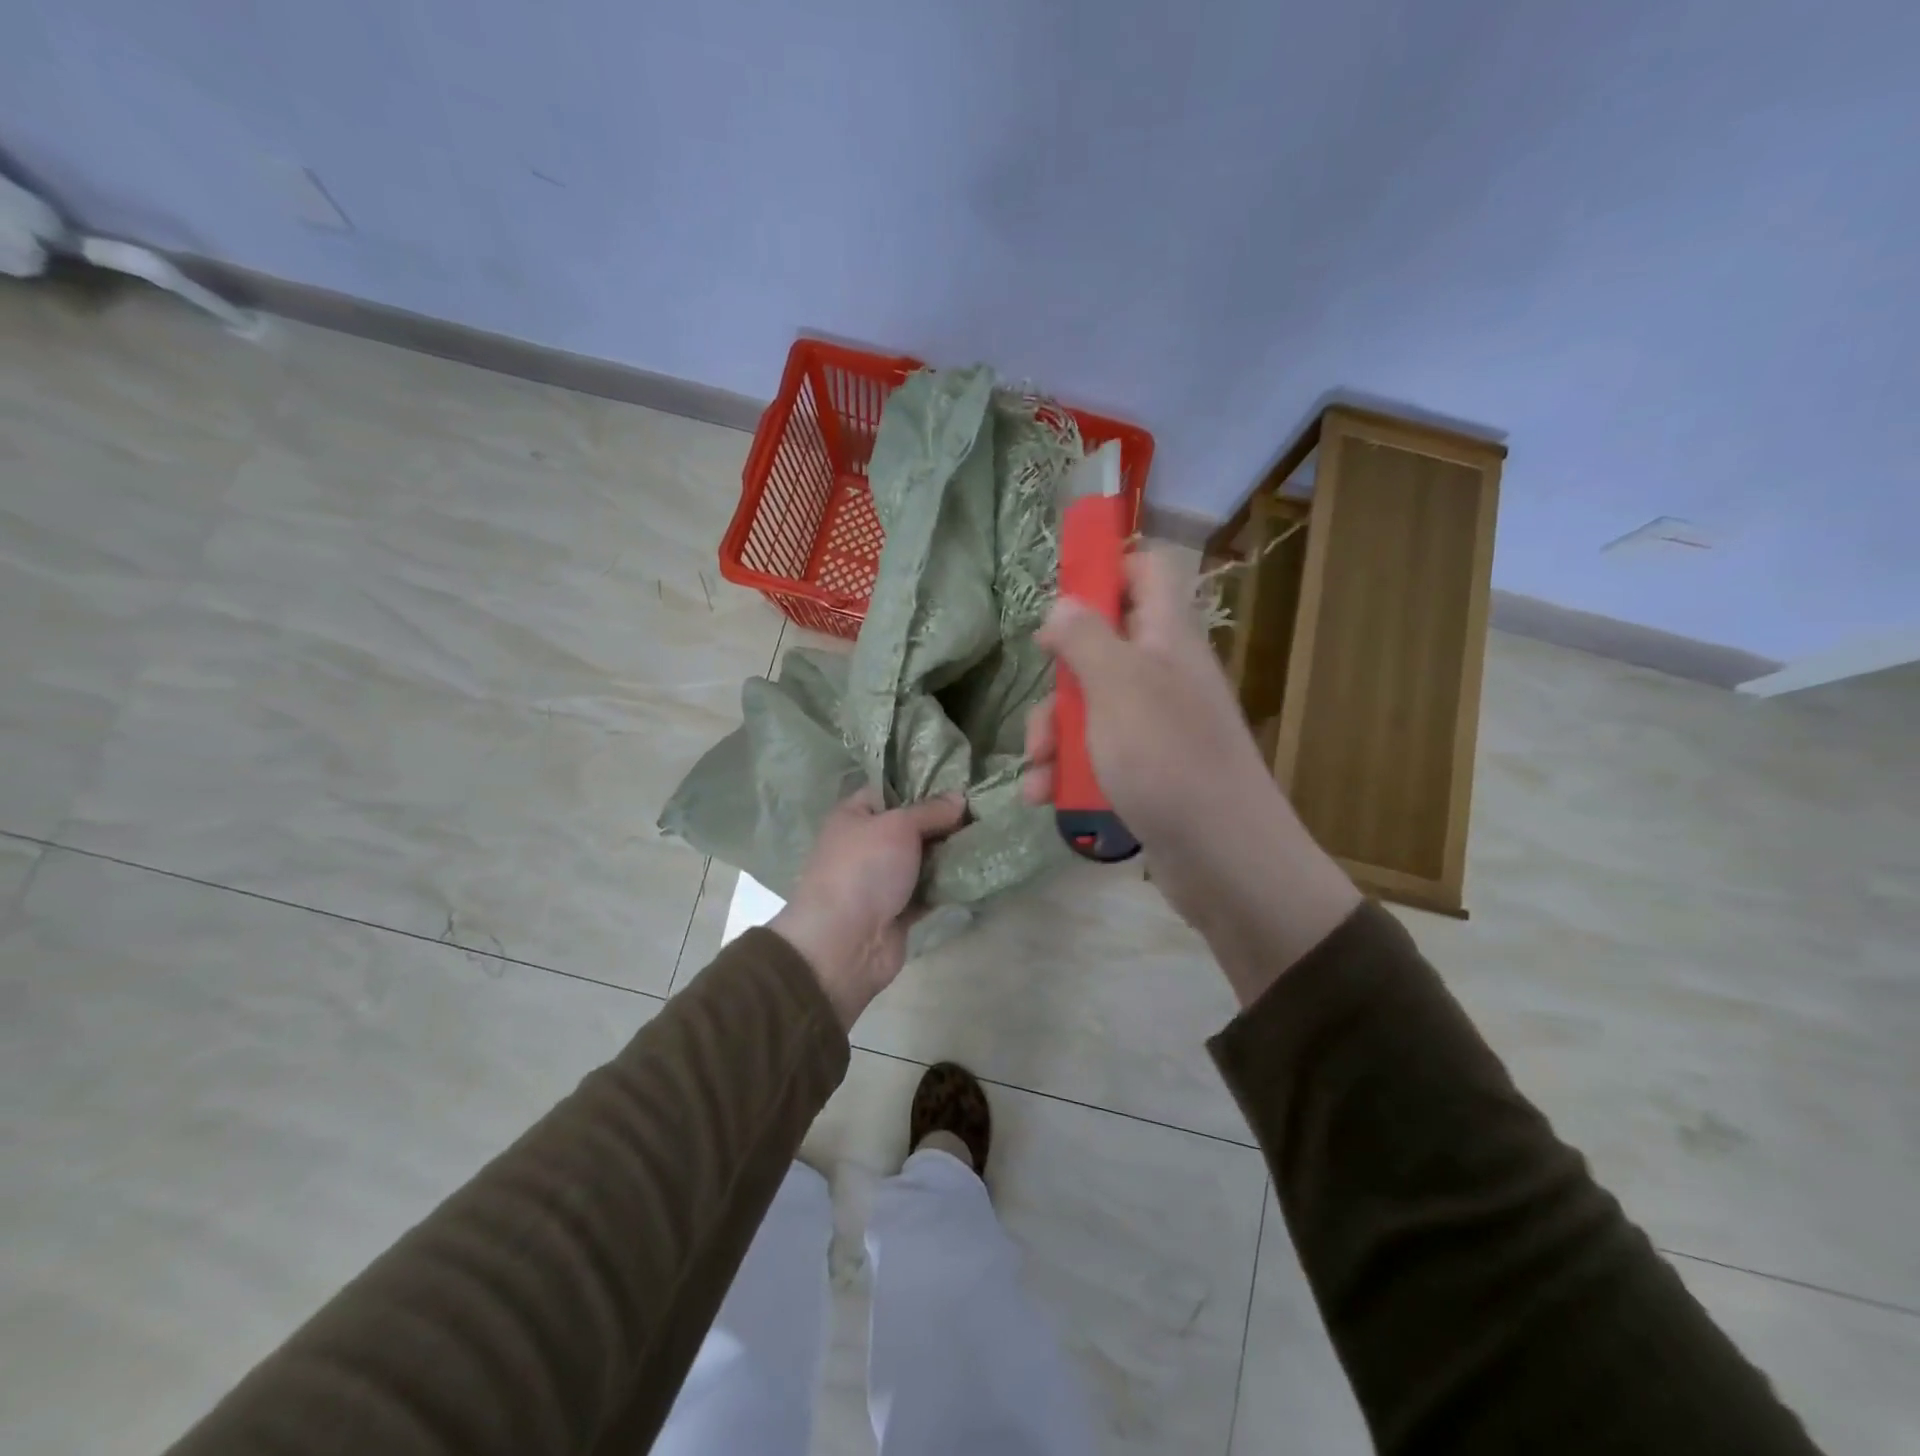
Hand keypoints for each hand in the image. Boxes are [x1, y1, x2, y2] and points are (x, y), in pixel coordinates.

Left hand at [772, 788, 967, 1028]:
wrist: (844, 944)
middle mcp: (867, 843)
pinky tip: (981, 868)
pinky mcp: (900, 908)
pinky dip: (950, 882)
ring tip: (990, 834)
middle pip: (912, 824)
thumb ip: (930, 810)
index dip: (923, 784)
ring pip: (924, 857)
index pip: (891, 789)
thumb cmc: (864, 869)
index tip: (962, 780)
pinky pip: (930, 888)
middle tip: (985, 808)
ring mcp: (884, 878)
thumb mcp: (898, 826)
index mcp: (855, 815)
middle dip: (945, 819)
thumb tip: (960, 798)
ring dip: (951, 851)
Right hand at [1024, 549, 1359, 1001]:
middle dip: (1060, 681)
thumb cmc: (1168, 759)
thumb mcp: (1117, 687)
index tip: (1060, 605)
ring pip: (1092, 706)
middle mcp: (1164, 673)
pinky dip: (1069, 769)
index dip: (1103, 572)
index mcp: (1166, 637)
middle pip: (1102, 647)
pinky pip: (1099, 752)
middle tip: (1043, 715)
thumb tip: (1063, 604)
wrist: (1225, 859)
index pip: (1144, 572)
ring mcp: (1157, 724)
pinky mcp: (1148, 769)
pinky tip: (1043, 795)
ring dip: (1054, 735)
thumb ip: (1086, 638)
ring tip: (1035, 772)